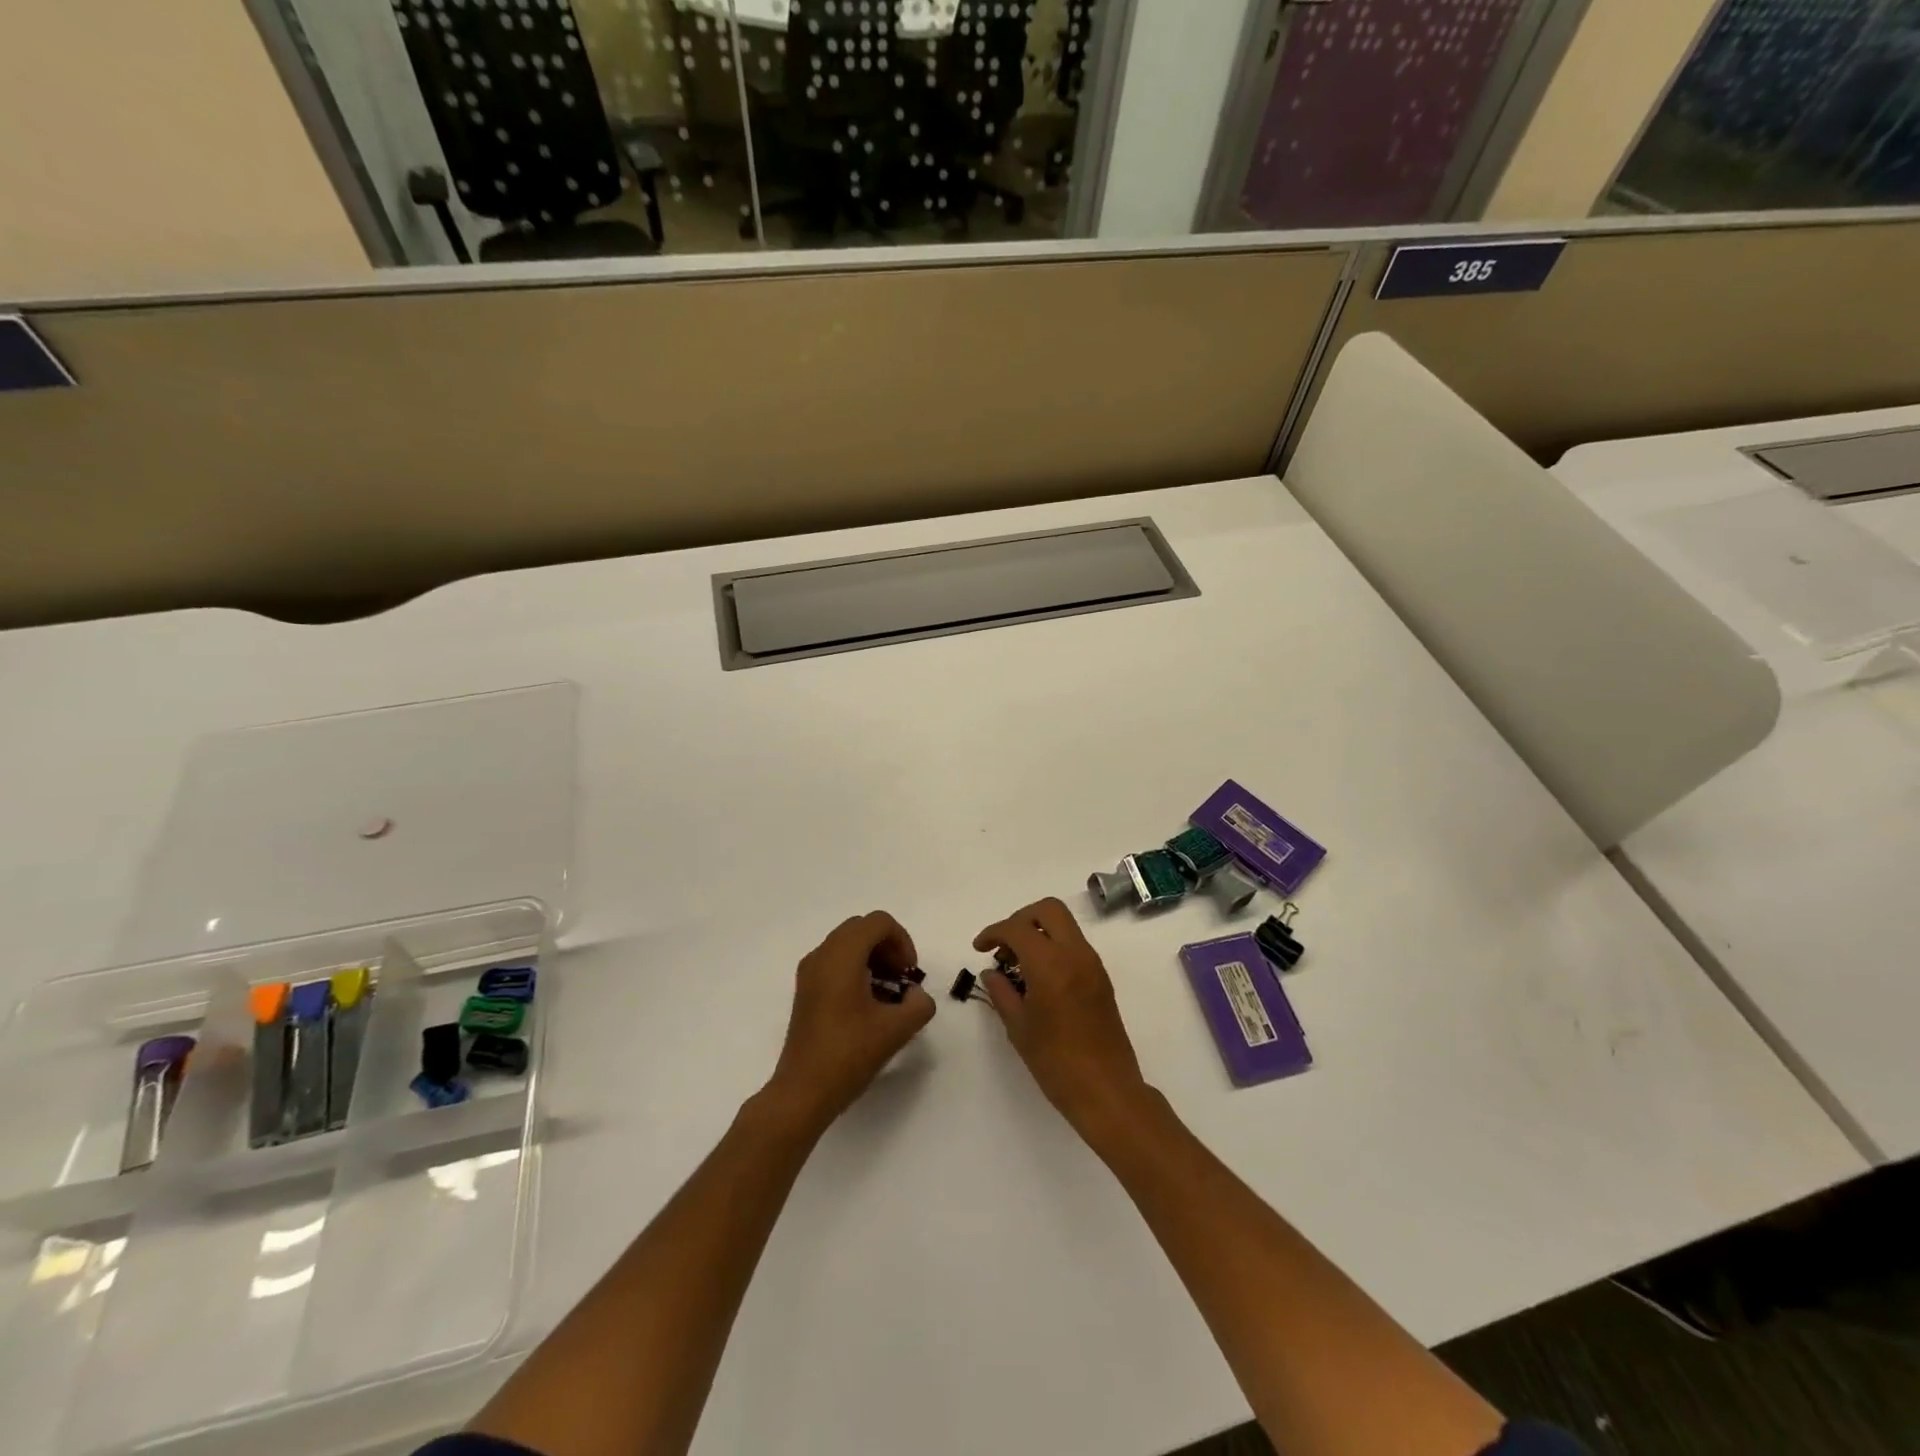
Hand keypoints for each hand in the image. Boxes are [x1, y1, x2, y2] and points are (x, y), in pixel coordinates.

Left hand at [765, 911, 935, 1133]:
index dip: (902, 941)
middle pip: (862, 929)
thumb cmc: (849, 1054)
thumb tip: (914, 994)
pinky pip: (835, 962)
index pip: (878, 922)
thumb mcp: (897, 1029)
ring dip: (873, 959)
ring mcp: (810, 972)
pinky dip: (857, 970)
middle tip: (902, 979)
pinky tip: (869, 1005)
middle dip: (888, 947)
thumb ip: (919, 1004)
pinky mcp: (806, 990)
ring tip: (889, 994)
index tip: (910, 973)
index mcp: (842, 955)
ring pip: (848, 945)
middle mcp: (822, 955)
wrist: (803, 1092)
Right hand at [973, 897, 1149, 1133]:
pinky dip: (1053, 946)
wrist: (1107, 1090)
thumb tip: (991, 972)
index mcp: (1051, 964)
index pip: (1018, 928)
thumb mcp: (1019, 1028)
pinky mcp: (1101, 977)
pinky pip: (1074, 944)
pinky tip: (1038, 976)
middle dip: (1020, 918)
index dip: (994, 932)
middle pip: (1048, 909)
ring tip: (1017, 964)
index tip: (980, 948)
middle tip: (1003, 945)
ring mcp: (1092, 964)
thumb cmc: (1056, 1062)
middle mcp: (1075, 954)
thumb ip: (1001, 993)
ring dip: (1038, 931)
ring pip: (1064, 924)